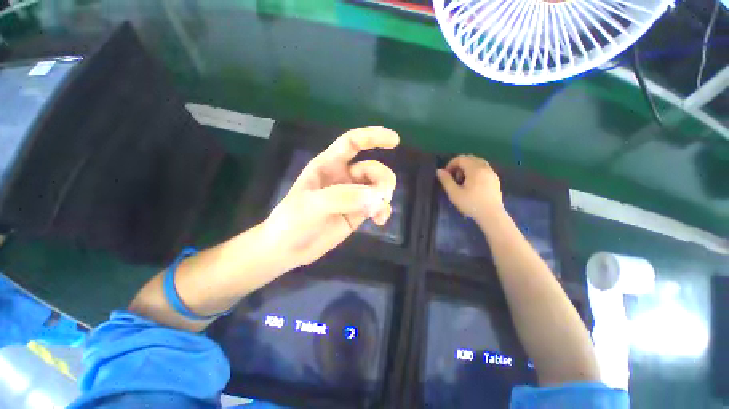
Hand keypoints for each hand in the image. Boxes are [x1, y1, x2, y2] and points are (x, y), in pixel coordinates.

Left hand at [262, 127, 398, 269]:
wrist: (288, 249)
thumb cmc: (292, 221)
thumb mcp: (311, 205)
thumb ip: (343, 197)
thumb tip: (376, 197)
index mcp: (328, 165)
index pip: (352, 143)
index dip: (373, 137)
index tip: (395, 141)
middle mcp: (343, 177)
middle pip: (372, 168)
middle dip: (382, 180)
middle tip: (381, 197)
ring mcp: (351, 196)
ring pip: (378, 187)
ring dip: (384, 196)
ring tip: (377, 212)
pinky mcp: (357, 213)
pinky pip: (377, 206)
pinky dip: (383, 211)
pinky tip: (380, 220)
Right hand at [436, 155, 502, 223]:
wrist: (491, 215)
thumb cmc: (471, 204)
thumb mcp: (454, 193)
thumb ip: (446, 180)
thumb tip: (439, 171)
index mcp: (475, 169)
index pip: (461, 158)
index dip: (451, 164)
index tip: (446, 174)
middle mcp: (485, 168)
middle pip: (470, 158)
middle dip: (459, 164)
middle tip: (453, 177)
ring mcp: (492, 173)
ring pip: (478, 163)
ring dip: (468, 167)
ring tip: (462, 180)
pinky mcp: (495, 180)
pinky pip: (484, 169)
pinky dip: (476, 171)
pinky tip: (472, 184)